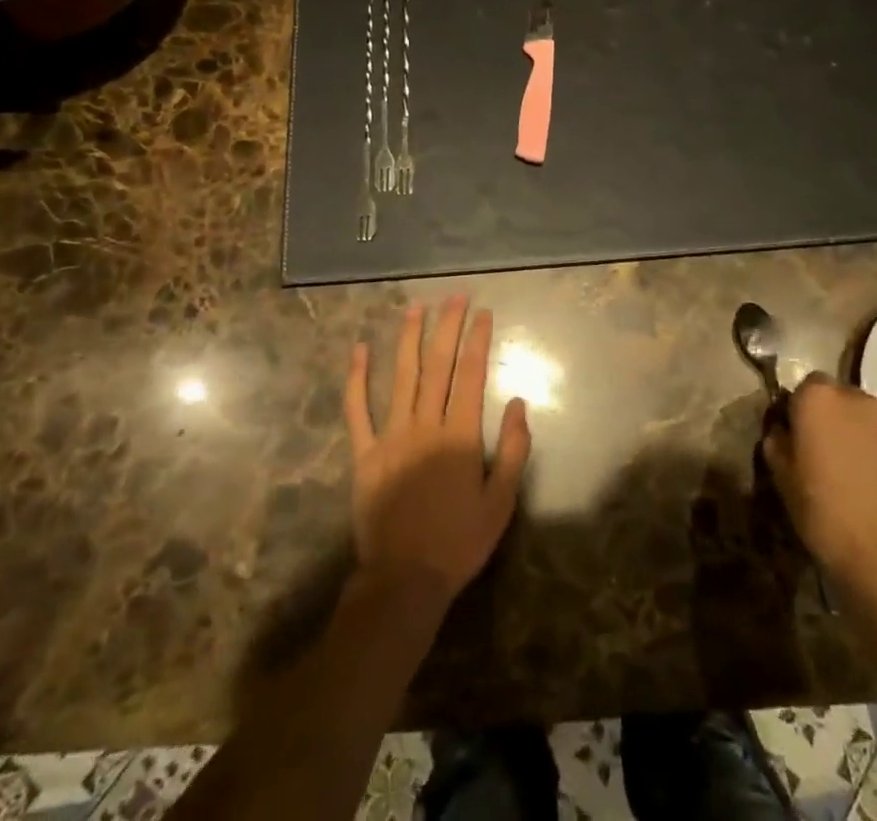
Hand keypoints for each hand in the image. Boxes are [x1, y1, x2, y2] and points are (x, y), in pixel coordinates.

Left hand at [344, 297, 531, 609]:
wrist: (404, 580)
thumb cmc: (459, 542)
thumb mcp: (502, 502)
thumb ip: (514, 450)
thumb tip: (519, 403)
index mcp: (460, 436)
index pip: (471, 375)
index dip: (478, 340)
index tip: (483, 312)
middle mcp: (425, 425)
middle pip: (438, 365)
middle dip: (448, 326)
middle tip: (454, 296)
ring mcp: (390, 436)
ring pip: (401, 376)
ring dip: (409, 338)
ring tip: (416, 307)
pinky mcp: (364, 453)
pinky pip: (357, 409)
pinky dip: (357, 378)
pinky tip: (359, 350)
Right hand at [763, 376, 876, 615]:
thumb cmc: (822, 509)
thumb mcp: (781, 475)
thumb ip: (777, 442)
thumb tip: (782, 431)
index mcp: (818, 397)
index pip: (799, 387)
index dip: (793, 410)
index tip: (788, 435)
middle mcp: (853, 398)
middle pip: (830, 396)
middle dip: (820, 415)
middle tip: (810, 448)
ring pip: (854, 416)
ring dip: (843, 431)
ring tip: (835, 466)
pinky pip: (872, 437)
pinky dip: (863, 448)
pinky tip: (856, 479)